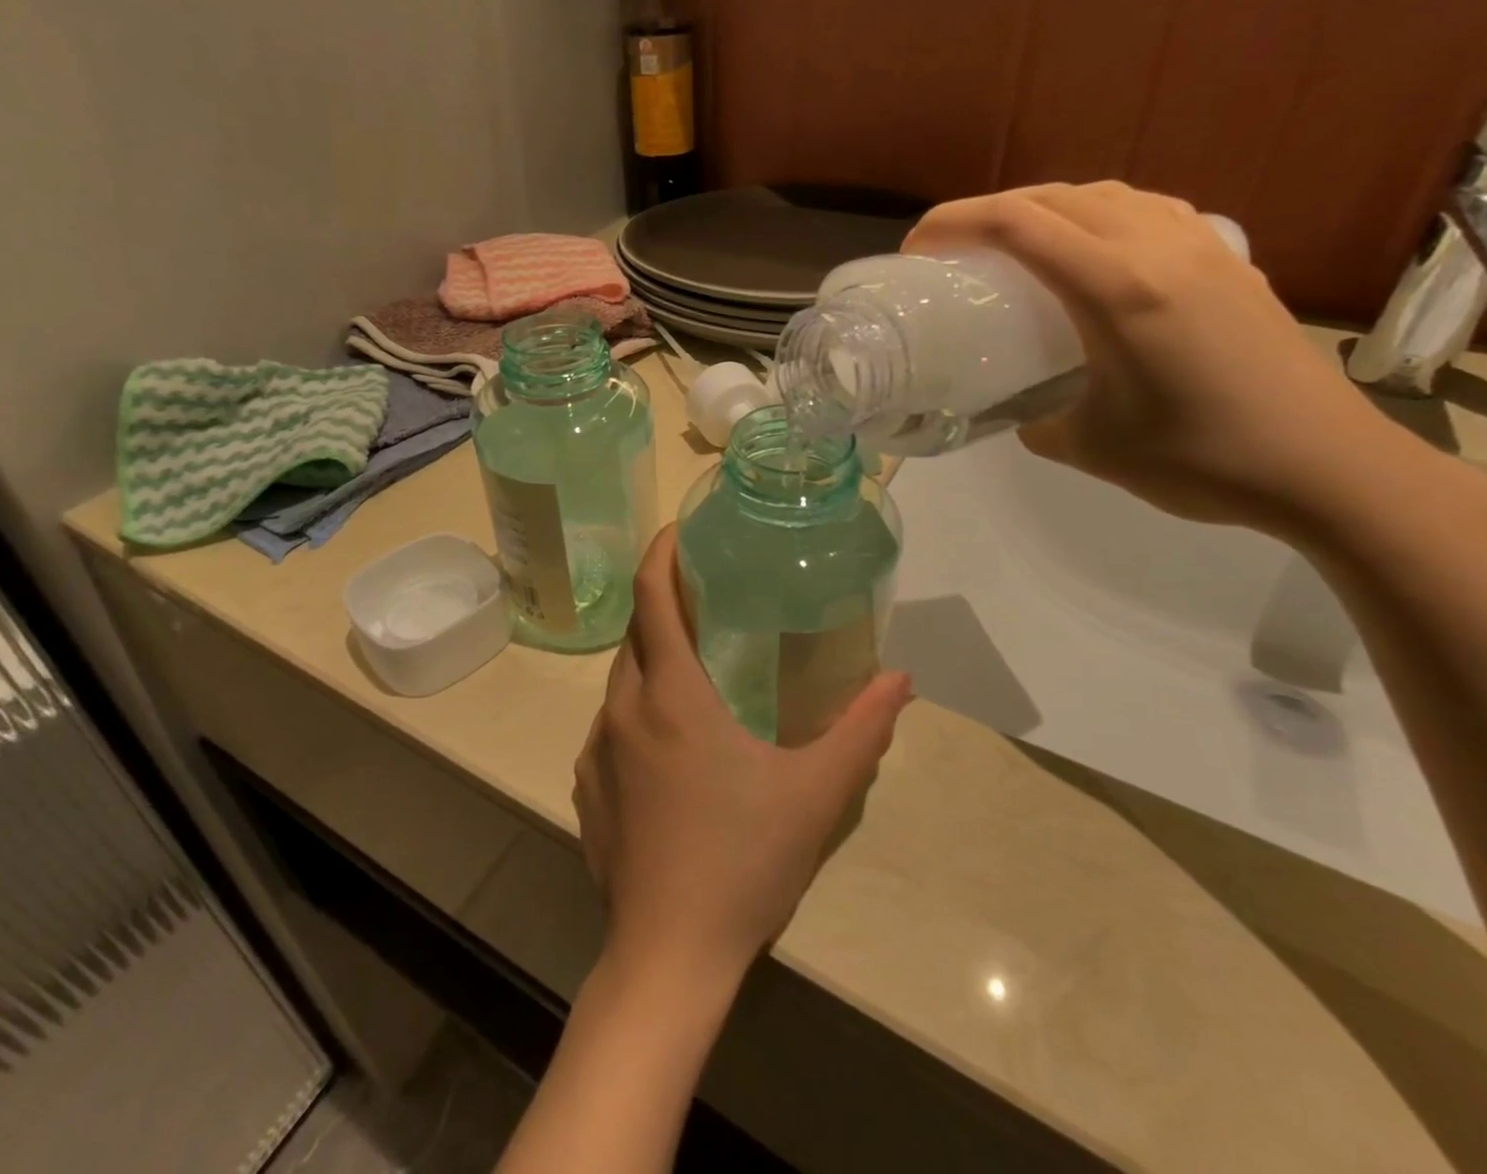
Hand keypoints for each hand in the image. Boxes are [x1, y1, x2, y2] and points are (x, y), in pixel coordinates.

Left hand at [574, 528, 912, 984]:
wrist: (668, 956)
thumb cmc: (743, 861)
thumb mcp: (816, 792)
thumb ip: (862, 729)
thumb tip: (900, 679)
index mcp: (671, 695)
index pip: (651, 597)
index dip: (660, 554)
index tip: (679, 531)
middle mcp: (623, 709)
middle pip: (635, 634)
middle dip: (664, 607)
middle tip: (707, 603)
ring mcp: (596, 751)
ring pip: (620, 680)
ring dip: (652, 661)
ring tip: (695, 670)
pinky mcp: (586, 788)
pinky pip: (609, 726)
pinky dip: (637, 710)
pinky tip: (671, 746)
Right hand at [905, 182, 1461, 539]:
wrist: (1328, 467)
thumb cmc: (1202, 459)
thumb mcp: (1092, 448)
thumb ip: (1038, 422)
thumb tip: (1023, 413)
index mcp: (1118, 289)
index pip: (1019, 224)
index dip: (956, 222)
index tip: (918, 246)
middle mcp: (1159, 249)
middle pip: (1057, 195)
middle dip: (991, 210)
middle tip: (954, 246)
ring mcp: (1202, 248)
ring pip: (1107, 193)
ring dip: (1048, 206)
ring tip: (1018, 243)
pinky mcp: (1231, 261)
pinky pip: (1149, 211)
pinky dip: (1102, 215)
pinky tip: (1097, 251)